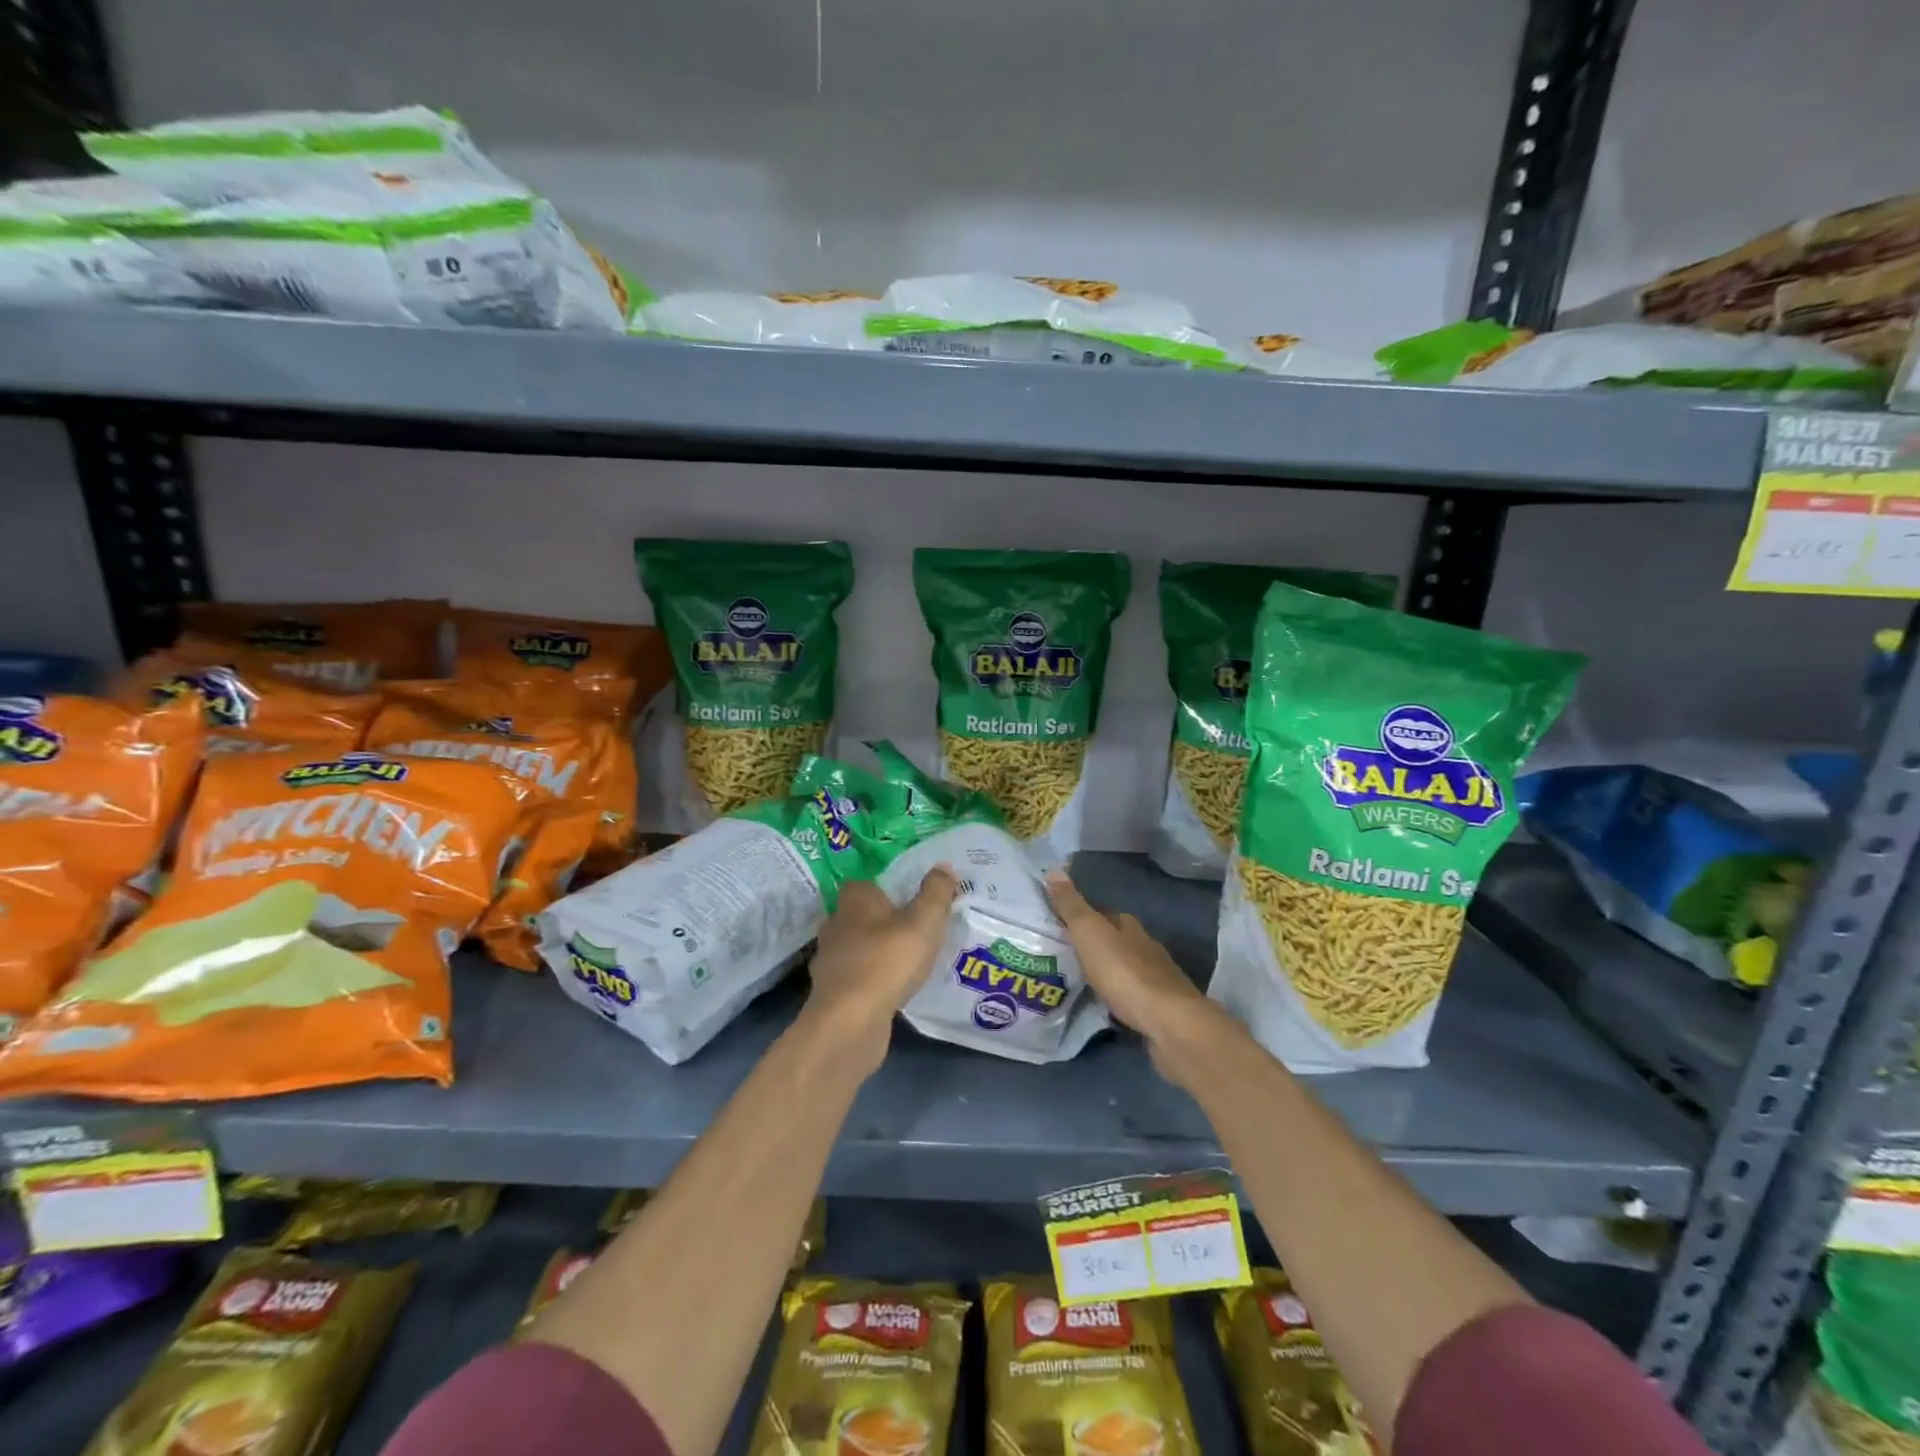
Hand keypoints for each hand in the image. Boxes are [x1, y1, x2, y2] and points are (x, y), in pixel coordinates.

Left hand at [801, 867, 958, 1073]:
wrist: (849, 1021)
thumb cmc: (888, 961)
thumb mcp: (924, 922)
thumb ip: (936, 893)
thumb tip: (944, 866)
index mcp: (855, 900)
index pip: (865, 883)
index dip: (886, 890)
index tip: (909, 901)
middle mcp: (835, 923)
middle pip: (859, 915)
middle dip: (880, 921)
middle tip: (911, 931)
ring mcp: (828, 959)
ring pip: (854, 947)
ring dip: (873, 952)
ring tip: (904, 963)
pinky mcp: (829, 991)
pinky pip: (853, 977)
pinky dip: (867, 980)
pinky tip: (888, 990)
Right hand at [1045, 869, 1234, 1081]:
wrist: (1168, 1022)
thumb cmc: (1124, 972)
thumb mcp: (1090, 933)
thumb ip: (1071, 905)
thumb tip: (1054, 869)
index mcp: (1128, 925)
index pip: (1100, 913)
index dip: (1079, 917)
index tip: (1056, 924)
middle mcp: (1144, 945)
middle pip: (1113, 940)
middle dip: (1091, 946)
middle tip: (1060, 955)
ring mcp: (1155, 977)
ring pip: (1122, 967)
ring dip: (1104, 971)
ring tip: (1075, 981)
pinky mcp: (1158, 1006)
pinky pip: (1129, 994)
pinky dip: (1115, 995)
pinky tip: (1102, 1004)